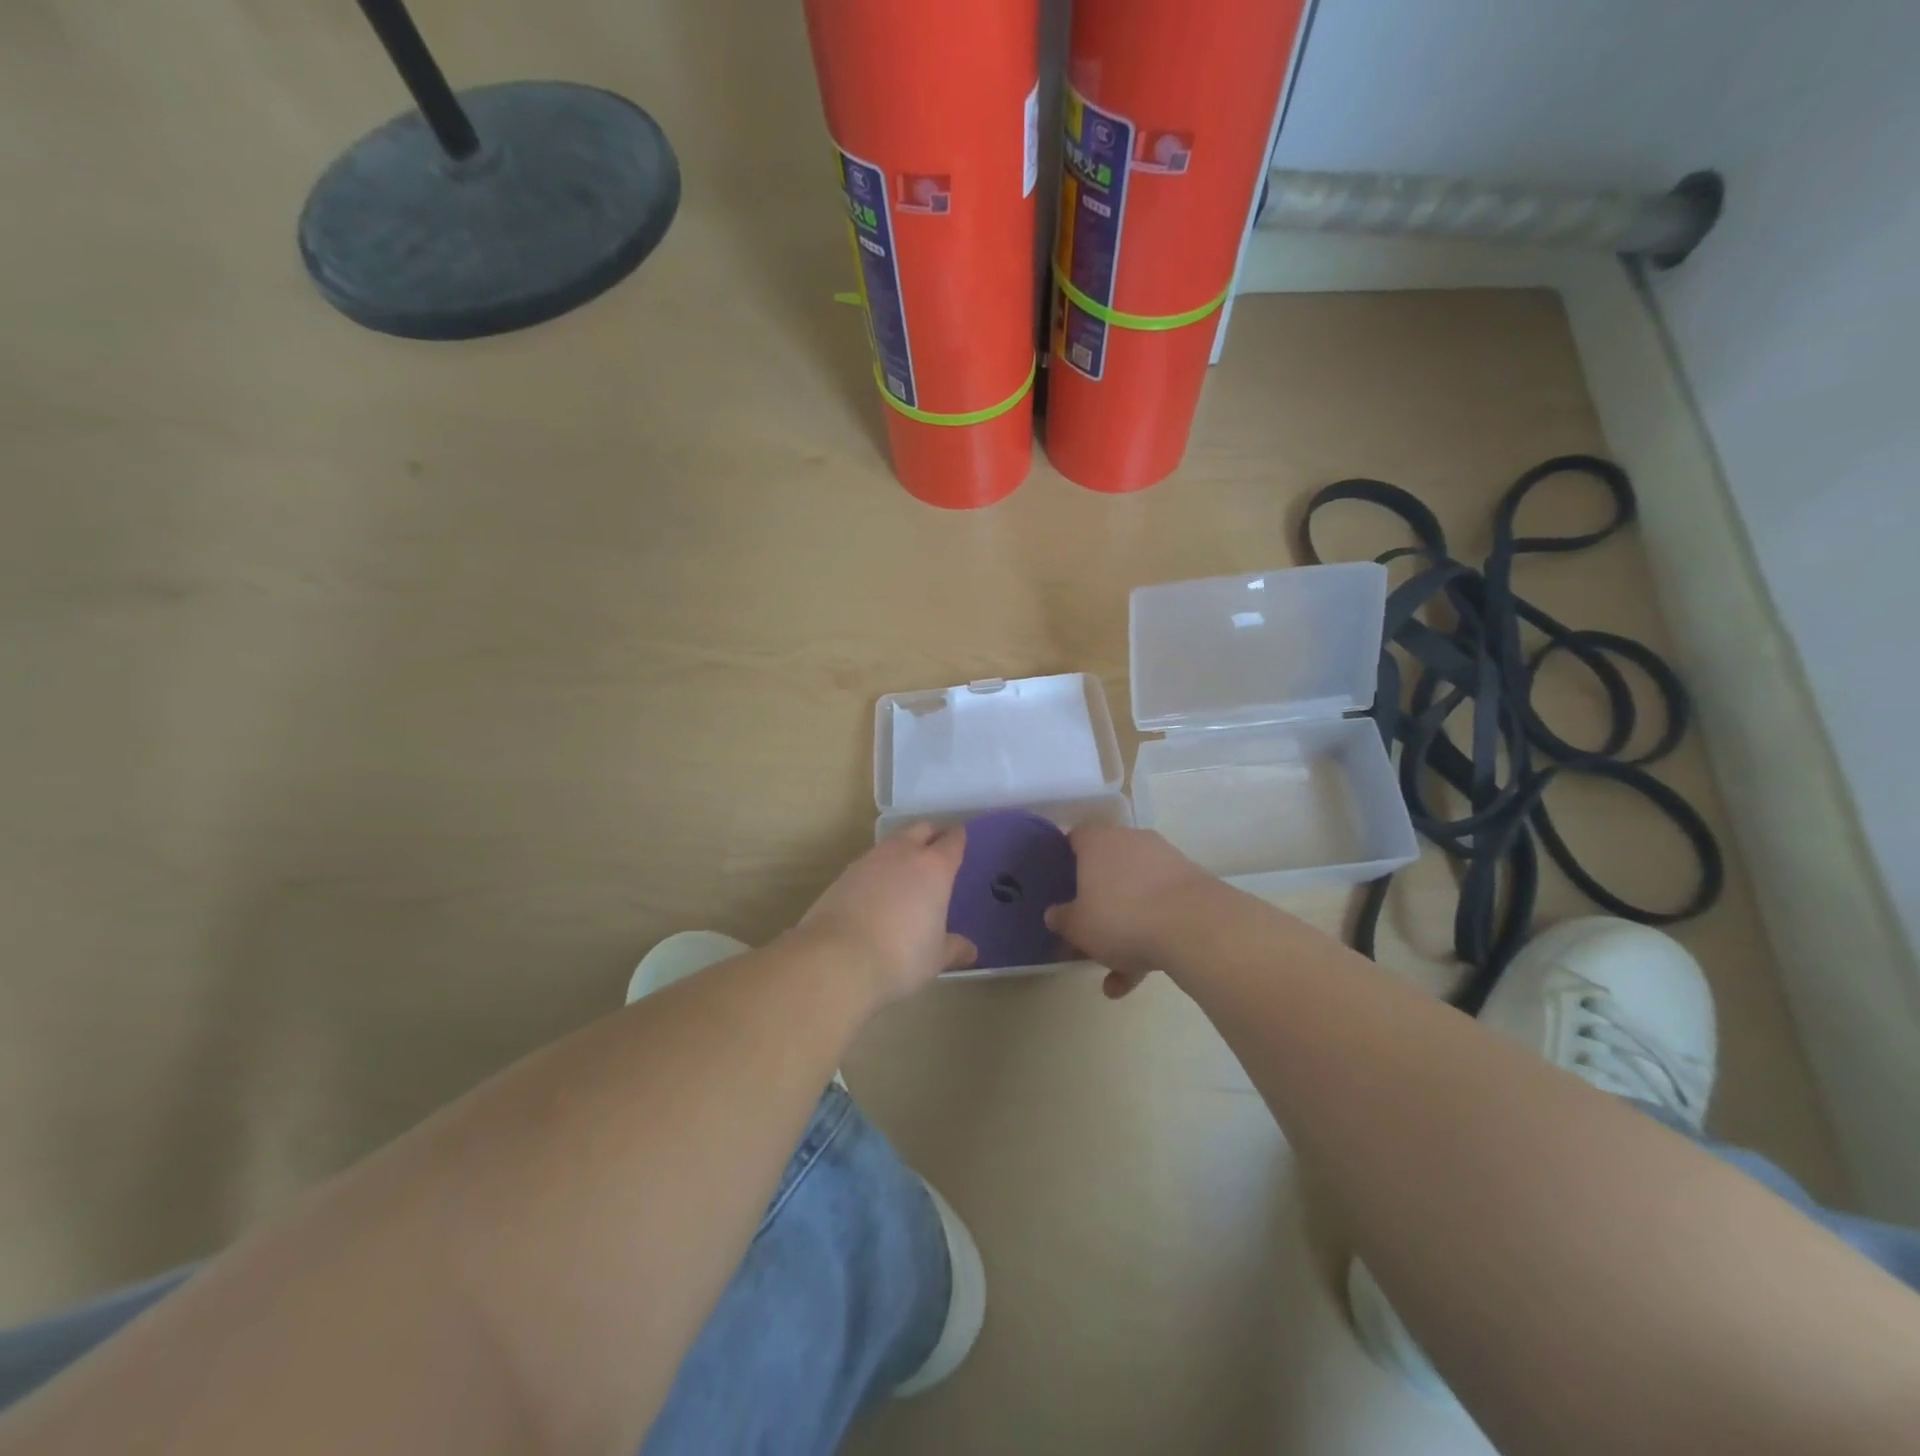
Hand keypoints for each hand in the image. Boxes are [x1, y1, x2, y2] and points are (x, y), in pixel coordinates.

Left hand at [796, 824, 975, 1004]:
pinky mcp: (843, 875)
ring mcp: (869, 861)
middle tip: (937, 850)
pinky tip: (877, 892)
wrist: (837, 959)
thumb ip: (954, 948)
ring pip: (892, 843)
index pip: (953, 841)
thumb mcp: (935, 958)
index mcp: (934, 868)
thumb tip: (970, 950)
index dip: (959, 838)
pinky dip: (878, 871)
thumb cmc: (900, 956)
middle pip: (921, 829)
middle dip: (931, 835)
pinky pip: (869, 863)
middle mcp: (903, 854)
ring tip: (906, 873)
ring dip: (902, 851)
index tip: (962, 839)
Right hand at [1045, 823, 1215, 998]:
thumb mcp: (1078, 926)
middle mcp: (1131, 841)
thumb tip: (1054, 914)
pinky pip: (1161, 909)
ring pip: (1136, 895)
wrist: (1194, 925)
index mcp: (1097, 842)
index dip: (1065, 861)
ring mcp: (1165, 861)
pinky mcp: (1191, 884)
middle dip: (1098, 903)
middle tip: (1087, 932)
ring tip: (1115, 974)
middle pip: (1108, 869)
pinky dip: (1150, 938)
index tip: (1061, 886)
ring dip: (1125, 930)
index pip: (1075, 839)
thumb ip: (1062, 919)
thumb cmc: (1120, 917)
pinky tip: (1140, 978)